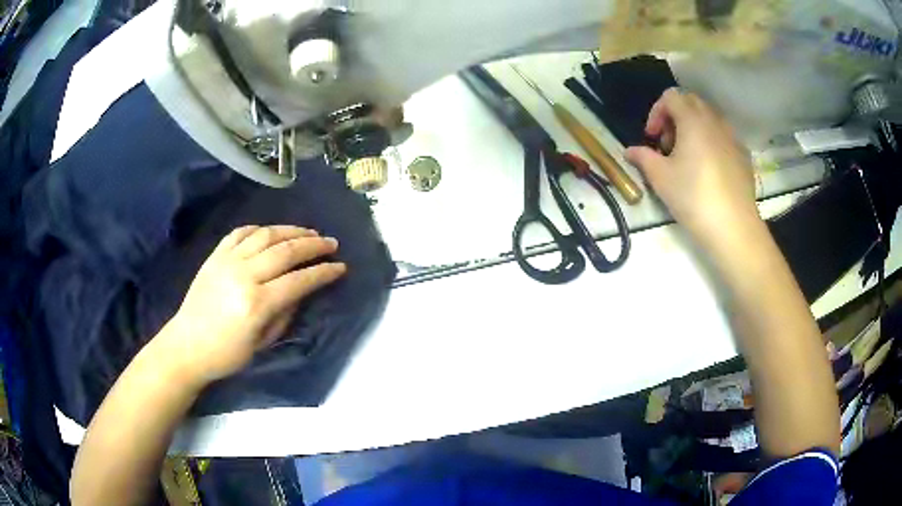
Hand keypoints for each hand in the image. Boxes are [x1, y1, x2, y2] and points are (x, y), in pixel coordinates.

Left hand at [155, 226, 346, 387]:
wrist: (187, 345)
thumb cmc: (227, 354)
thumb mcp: (262, 343)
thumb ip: (284, 313)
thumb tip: (301, 290)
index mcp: (257, 303)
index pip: (299, 280)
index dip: (323, 272)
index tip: (341, 267)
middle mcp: (243, 275)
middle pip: (285, 251)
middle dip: (313, 245)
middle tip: (331, 243)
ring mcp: (227, 261)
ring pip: (265, 235)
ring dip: (291, 230)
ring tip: (308, 232)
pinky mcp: (215, 256)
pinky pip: (240, 233)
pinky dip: (260, 229)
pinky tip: (272, 232)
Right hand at [625, 88, 757, 242]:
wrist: (733, 227)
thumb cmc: (693, 197)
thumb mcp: (660, 178)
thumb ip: (643, 157)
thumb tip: (629, 151)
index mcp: (693, 120)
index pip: (671, 97)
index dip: (656, 112)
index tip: (652, 138)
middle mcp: (715, 121)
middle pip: (691, 103)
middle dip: (675, 117)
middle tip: (668, 145)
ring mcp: (733, 138)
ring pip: (709, 119)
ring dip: (693, 128)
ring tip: (688, 157)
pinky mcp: (743, 156)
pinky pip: (723, 137)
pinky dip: (711, 142)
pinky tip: (708, 170)